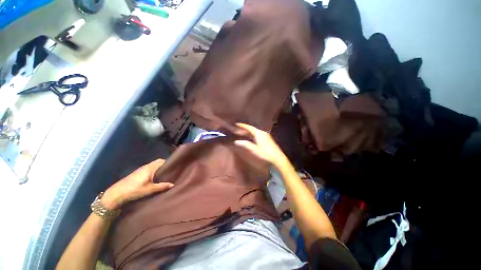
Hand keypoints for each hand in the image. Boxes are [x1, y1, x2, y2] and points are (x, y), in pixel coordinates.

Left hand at [102, 158, 173, 209]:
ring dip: (159, 168)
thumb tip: (173, 184)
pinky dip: (154, 170)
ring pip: (153, 165)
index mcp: (150, 168)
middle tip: (170, 171)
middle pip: (158, 162)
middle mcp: (146, 166)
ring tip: (164, 174)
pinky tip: (154, 178)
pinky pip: (149, 168)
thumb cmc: (135, 190)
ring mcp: (140, 169)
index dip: (169, 162)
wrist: (116, 194)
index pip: (162, 161)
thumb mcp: (150, 189)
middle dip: (164, 165)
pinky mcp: (137, 173)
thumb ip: (162, 186)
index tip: (174, 166)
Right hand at [234, 123, 287, 166]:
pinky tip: (249, 138)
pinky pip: (257, 135)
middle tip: (237, 130)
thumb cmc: (265, 153)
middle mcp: (262, 132)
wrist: (278, 158)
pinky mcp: (267, 139)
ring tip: (241, 134)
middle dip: (244, 130)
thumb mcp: (254, 149)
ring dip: (248, 133)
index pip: (249, 127)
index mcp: (259, 133)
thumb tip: (236, 141)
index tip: (236, 124)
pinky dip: (252, 135)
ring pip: (254, 132)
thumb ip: (245, 144)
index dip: (242, 126)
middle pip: (251, 129)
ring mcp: (265, 136)